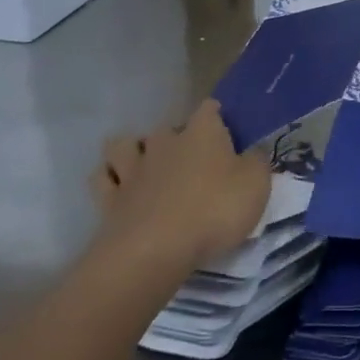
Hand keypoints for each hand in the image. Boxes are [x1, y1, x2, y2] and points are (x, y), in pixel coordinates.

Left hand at [91, 100, 270, 267]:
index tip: (226, 133)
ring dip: (133, 151)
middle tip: (190, 161)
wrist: (154, 251)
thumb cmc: (214, 211)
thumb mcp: (256, 185)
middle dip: (176, 138)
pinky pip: (102, 178)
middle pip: (168, 127)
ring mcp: (132, 169)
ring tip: (147, 167)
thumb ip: (257, 163)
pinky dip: (110, 179)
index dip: (217, 117)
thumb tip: (253, 152)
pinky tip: (121, 189)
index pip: (210, 109)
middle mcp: (165, 142)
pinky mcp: (109, 199)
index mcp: (203, 132)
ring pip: (124, 144)